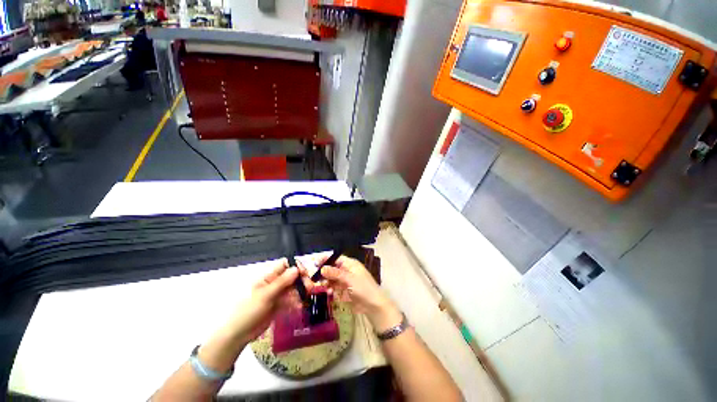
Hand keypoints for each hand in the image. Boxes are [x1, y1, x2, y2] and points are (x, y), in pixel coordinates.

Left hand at [226, 259, 299, 343]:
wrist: (238, 334)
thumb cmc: (248, 310)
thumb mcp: (265, 295)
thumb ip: (282, 282)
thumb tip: (296, 268)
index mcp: (268, 277)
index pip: (285, 265)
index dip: (296, 266)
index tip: (305, 273)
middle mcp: (274, 283)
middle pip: (291, 276)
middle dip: (301, 280)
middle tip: (309, 287)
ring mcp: (276, 294)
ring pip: (293, 288)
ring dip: (300, 292)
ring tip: (304, 299)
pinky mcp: (278, 305)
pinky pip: (290, 300)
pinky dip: (295, 302)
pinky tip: (298, 307)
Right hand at [318, 256, 401, 332]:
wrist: (373, 305)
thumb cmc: (363, 288)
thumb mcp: (349, 279)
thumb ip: (335, 273)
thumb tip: (322, 268)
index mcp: (350, 264)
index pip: (336, 258)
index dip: (326, 259)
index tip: (315, 263)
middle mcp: (347, 270)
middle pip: (332, 268)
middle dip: (324, 272)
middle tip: (314, 277)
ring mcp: (345, 281)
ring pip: (332, 278)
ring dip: (326, 281)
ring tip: (320, 286)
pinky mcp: (344, 290)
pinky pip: (334, 287)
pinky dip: (330, 289)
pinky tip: (329, 292)